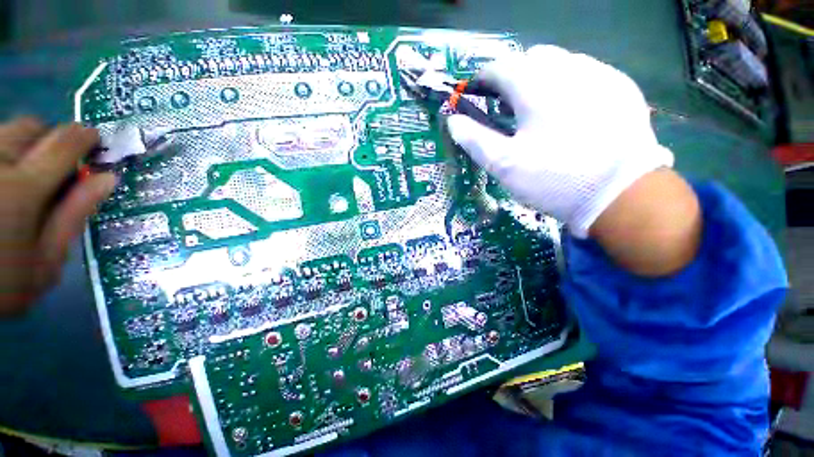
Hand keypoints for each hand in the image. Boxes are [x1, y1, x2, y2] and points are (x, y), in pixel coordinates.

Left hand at [0, 118, 115, 314]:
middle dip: (50, 139)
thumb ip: (74, 216)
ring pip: (8, 130)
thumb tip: (106, 179)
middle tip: (55, 166)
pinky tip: (3, 181)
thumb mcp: (46, 262)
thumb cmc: (1, 284)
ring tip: (23, 176)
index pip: (64, 144)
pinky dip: (4, 154)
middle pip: (32, 126)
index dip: (85, 138)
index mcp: (22, 190)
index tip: (95, 141)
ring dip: (24, 146)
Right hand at [446, 45, 673, 237]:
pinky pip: (587, 73)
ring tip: (537, 109)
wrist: (621, 195)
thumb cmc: (553, 179)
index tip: (476, 94)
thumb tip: (453, 121)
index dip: (482, 79)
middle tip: (507, 106)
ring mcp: (601, 74)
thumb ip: (475, 139)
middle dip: (513, 77)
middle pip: (531, 58)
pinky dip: (568, 84)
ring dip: (541, 78)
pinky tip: (569, 112)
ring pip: (561, 62)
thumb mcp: (504, 164)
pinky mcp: (621, 88)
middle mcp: (569, 68)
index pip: (500, 66)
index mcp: (536, 85)